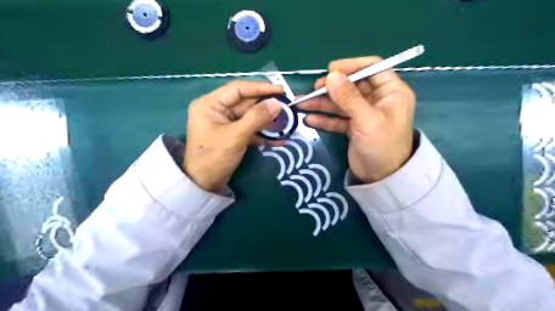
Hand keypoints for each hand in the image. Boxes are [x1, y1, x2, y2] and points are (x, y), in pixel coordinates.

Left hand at [185, 80, 282, 191]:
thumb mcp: (236, 136)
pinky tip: (278, 139)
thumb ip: (257, 118)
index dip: (261, 87)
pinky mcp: (233, 135)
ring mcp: (226, 123)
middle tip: (287, 108)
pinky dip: (263, 134)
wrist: (204, 185)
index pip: (238, 89)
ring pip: (251, 116)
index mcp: (210, 104)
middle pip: (246, 102)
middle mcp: (218, 110)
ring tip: (286, 124)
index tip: (280, 90)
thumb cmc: (213, 158)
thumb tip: (277, 103)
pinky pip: (250, 129)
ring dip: (267, 121)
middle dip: (266, 106)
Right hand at [297, 57, 412, 182]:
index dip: (351, 66)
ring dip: (322, 104)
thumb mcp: (366, 119)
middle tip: (313, 90)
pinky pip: (337, 118)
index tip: (331, 70)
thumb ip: (348, 97)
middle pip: (352, 86)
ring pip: (341, 103)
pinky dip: (324, 119)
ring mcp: (364, 114)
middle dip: (331, 88)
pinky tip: (309, 120)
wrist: (382, 178)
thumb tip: (331, 75)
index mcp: (391, 92)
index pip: (372, 68)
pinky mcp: (354, 127)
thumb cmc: (382, 146)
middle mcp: (377, 100)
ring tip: (301, 104)